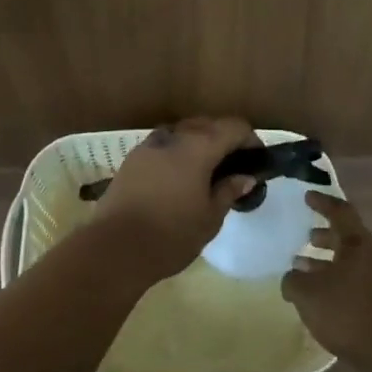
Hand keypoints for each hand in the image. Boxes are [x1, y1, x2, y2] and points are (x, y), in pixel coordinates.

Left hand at [94, 117, 260, 282]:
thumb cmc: (171, 234)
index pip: (233, 127)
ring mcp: (149, 145)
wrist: (115, 247)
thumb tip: (245, 177)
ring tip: (206, 171)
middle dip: (224, 139)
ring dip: (198, 143)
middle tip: (234, 167)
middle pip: (207, 124)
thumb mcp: (210, 218)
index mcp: (199, 147)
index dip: (250, 139)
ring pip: (182, 132)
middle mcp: (174, 137)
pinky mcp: (131, 159)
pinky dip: (177, 153)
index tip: (257, 160)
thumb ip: (228, 191)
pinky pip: (163, 145)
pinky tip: (178, 177)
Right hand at [281, 191, 371, 361]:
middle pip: (347, 237)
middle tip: (306, 236)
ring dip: (327, 261)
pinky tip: (318, 297)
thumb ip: (293, 280)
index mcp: (357, 243)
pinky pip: (353, 282)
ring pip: (349, 261)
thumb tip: (293, 277)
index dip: (323, 202)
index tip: (307, 196)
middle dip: (325, 235)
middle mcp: (371, 256)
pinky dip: (334, 281)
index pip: (340, 212)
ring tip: (303, 268)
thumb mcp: (307, 293)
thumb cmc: (347, 311)